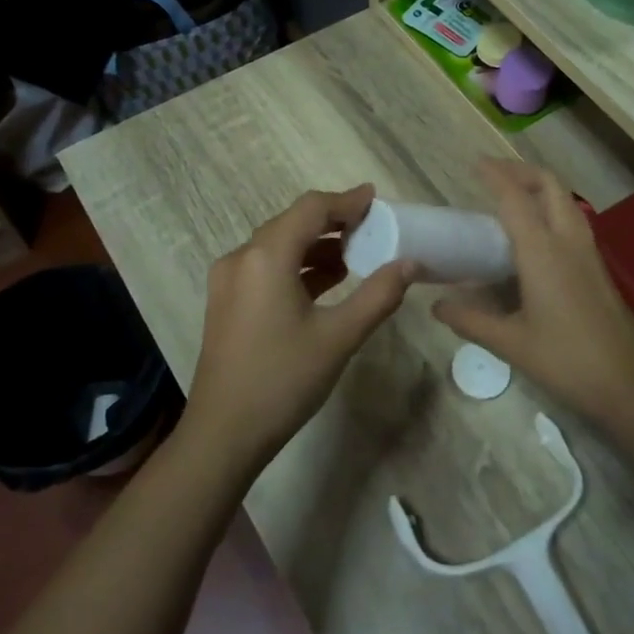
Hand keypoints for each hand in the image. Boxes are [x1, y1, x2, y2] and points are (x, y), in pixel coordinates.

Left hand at [181, 185, 415, 475]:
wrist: (223, 434)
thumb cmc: (283, 380)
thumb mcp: (339, 337)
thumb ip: (378, 295)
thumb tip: (410, 263)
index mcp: (265, 257)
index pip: (310, 210)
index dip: (345, 201)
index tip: (376, 199)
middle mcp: (241, 258)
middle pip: (292, 223)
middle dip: (332, 222)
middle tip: (371, 228)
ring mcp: (229, 281)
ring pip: (278, 246)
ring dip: (315, 246)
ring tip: (355, 256)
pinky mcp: (227, 302)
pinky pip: (266, 268)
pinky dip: (297, 266)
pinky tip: (325, 283)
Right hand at [433, 160, 633, 432]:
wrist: (629, 383)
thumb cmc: (566, 360)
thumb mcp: (510, 342)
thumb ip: (470, 320)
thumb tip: (436, 306)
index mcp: (542, 251)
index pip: (515, 198)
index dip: (495, 175)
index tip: (475, 163)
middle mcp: (567, 241)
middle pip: (549, 185)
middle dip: (521, 171)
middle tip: (493, 174)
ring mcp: (588, 252)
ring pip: (565, 201)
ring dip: (540, 188)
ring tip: (512, 197)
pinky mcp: (597, 267)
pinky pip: (572, 220)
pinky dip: (551, 209)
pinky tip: (536, 235)